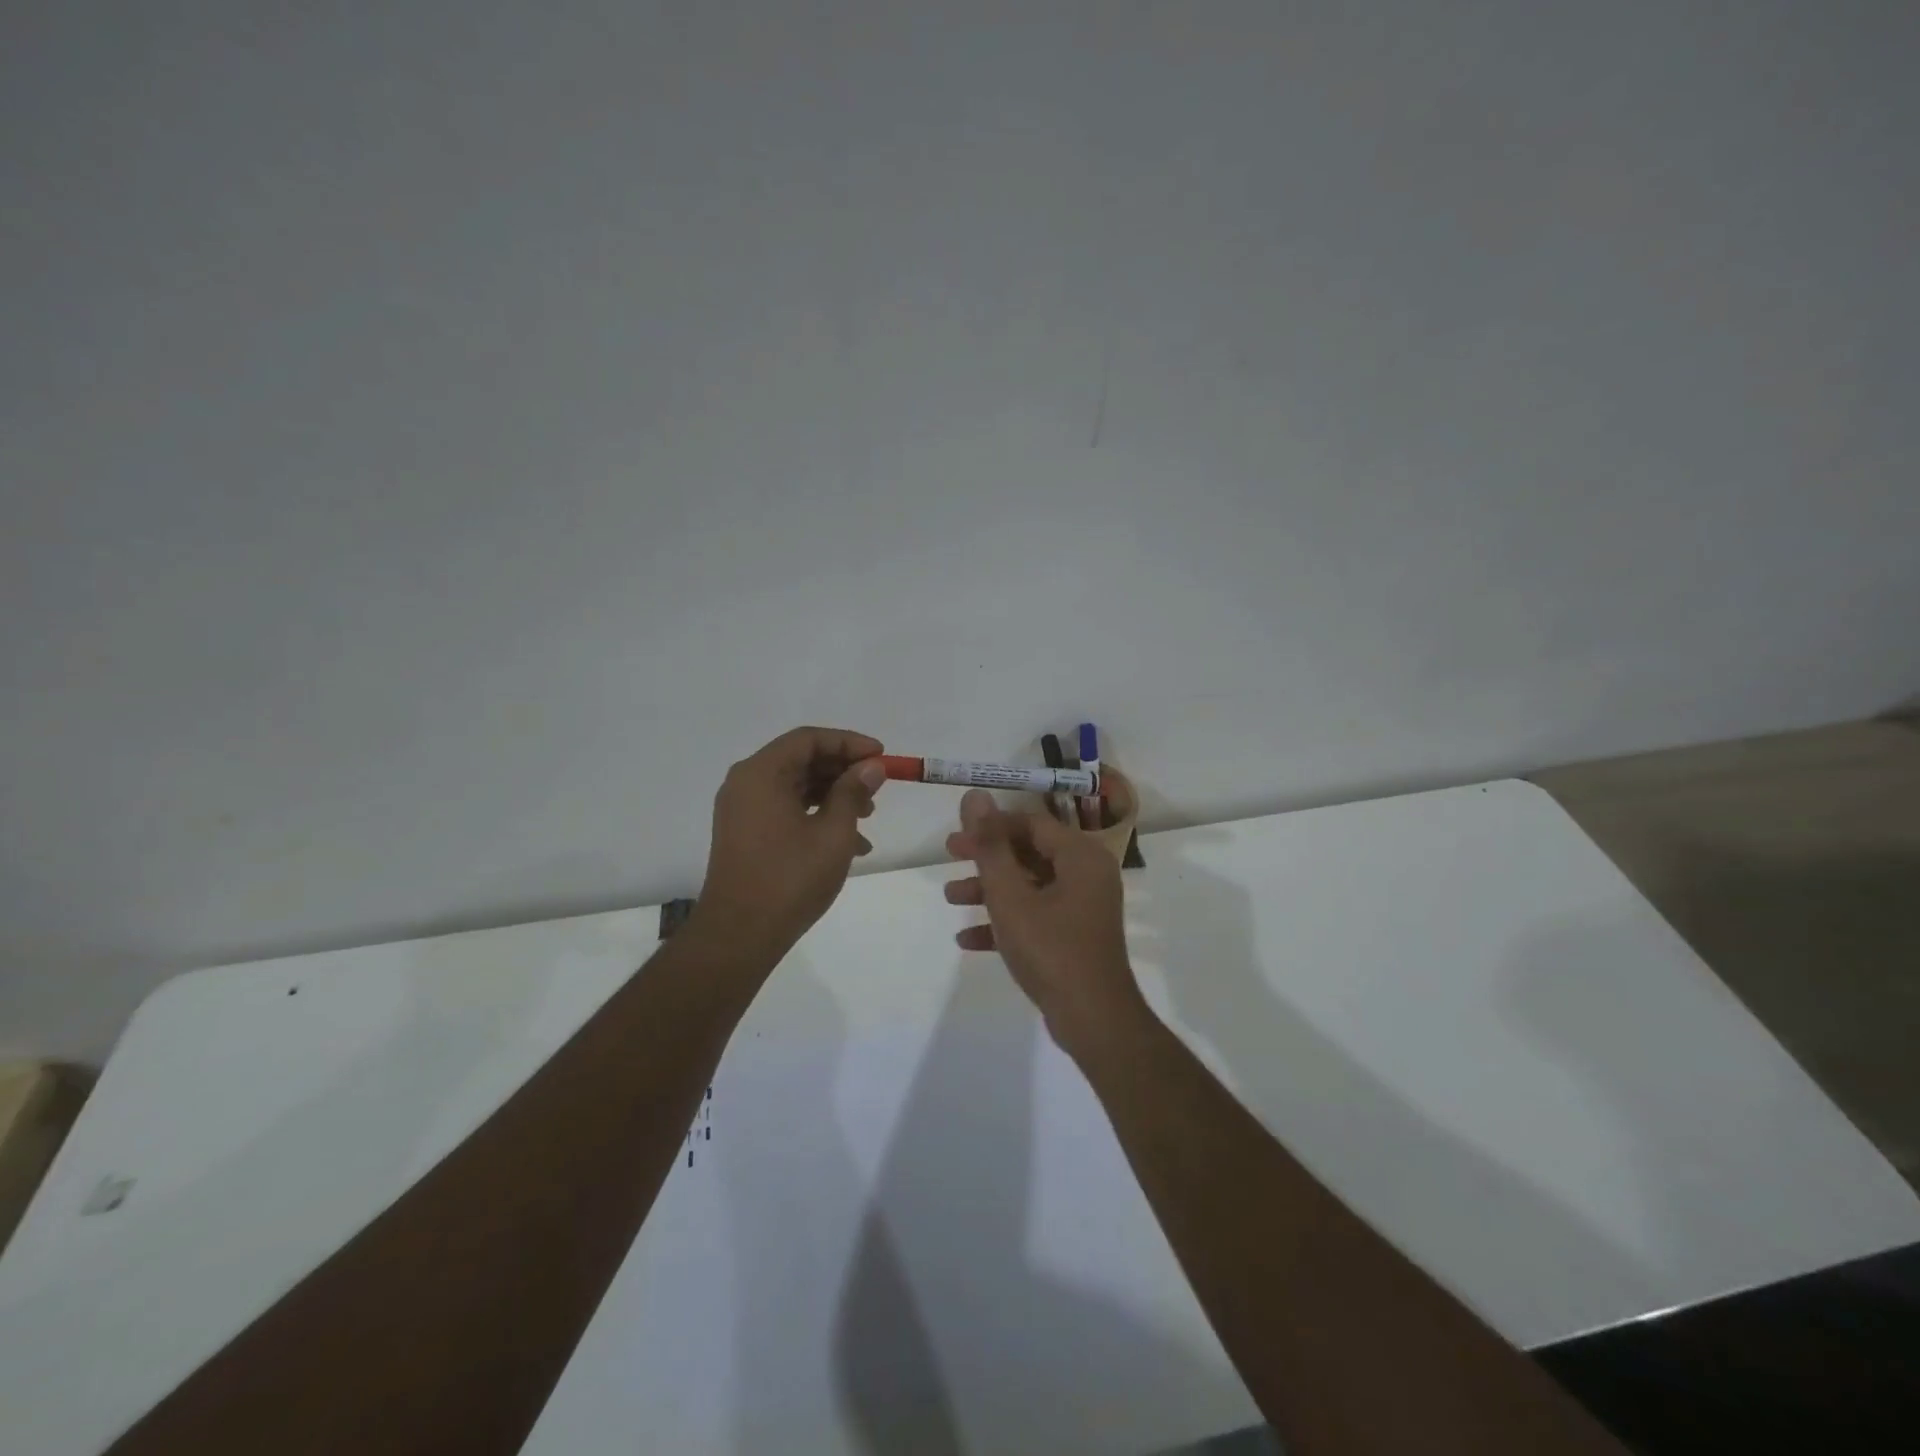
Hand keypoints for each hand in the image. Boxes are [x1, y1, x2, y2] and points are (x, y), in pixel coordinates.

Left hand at [694, 727, 887, 962]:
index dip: (849, 742)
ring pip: (795, 787)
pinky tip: (850, 844)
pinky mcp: (745, 833)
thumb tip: (871, 766)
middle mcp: (746, 783)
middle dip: (843, 770)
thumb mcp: (833, 832)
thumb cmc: (790, 878)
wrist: (739, 935)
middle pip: (801, 760)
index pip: (809, 739)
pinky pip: (785, 810)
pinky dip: (816, 816)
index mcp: (761, 773)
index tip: (882, 756)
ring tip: (869, 816)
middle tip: (878, 786)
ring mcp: (742, 810)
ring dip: (834, 795)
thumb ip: (853, 792)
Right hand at [944, 788, 1145, 1053]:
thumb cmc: (1051, 950)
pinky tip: (968, 939)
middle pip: (1029, 852)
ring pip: (1030, 885)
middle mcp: (1087, 874)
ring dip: (990, 890)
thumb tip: (975, 796)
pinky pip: (1036, 916)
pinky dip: (1006, 921)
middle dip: (986, 858)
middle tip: (949, 857)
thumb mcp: (1010, 896)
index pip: (1031, 823)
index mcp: (1080, 856)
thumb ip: (990, 846)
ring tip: (950, 899)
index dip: (992, 825)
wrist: (1094, 1020)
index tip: (958, 835)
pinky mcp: (1075, 935)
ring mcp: (1083, 906)